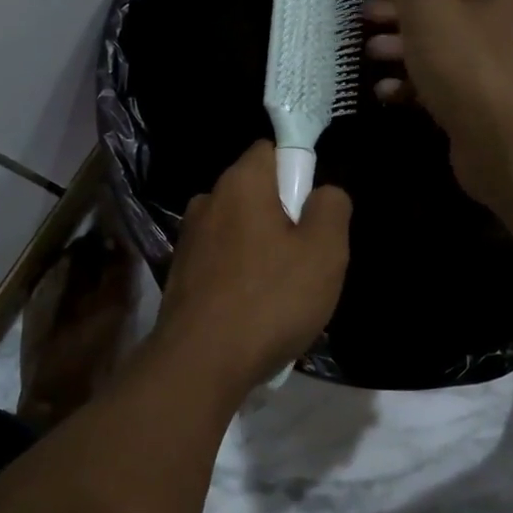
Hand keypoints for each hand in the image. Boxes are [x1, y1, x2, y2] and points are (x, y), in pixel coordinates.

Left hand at [151, 141, 351, 394]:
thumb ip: (332, 208)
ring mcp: (189, 239)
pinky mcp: (180, 274)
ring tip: (282, 291)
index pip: (271, 149)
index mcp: (240, 184)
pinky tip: (253, 309)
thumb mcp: (325, 252)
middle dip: (283, 216)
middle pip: (255, 192)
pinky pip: (221, 260)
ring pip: (238, 229)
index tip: (314, 208)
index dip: (299, 170)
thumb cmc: (270, 300)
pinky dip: (239, 274)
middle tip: (307, 257)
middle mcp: (207, 201)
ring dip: (261, 249)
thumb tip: (323, 192)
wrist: (200, 362)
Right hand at [365, 0, 512, 208]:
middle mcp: (503, 14)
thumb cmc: (471, 69)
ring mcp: (494, 58)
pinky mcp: (480, 96)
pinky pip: (442, 76)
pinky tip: (386, 90)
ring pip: (441, 36)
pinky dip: (413, 79)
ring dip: (401, 39)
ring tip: (368, 50)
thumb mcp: (429, 13)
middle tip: (365, 12)